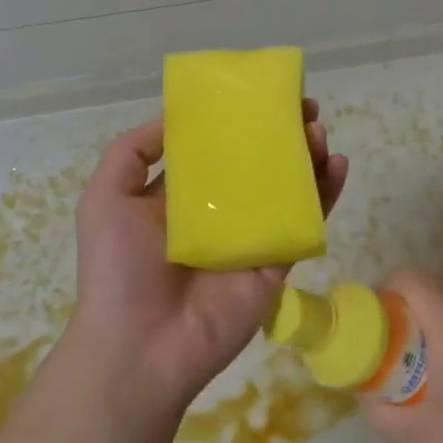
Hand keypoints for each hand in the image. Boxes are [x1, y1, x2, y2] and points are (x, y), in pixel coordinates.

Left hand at [67, 101, 348, 415]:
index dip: (236, 121)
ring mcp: (251, 237)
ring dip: (307, 157)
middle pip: (258, 164)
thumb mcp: (105, 198)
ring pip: (288, 189)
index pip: (215, 149)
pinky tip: (337, 164)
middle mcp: (219, 212)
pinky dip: (326, 194)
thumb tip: (175, 116)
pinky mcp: (276, 263)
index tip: (258, 95)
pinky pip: (305, 223)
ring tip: (318, 131)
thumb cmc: (118, 269)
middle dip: (280, 134)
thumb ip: (132, 152)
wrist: (141, 347)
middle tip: (302, 108)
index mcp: (180, 197)